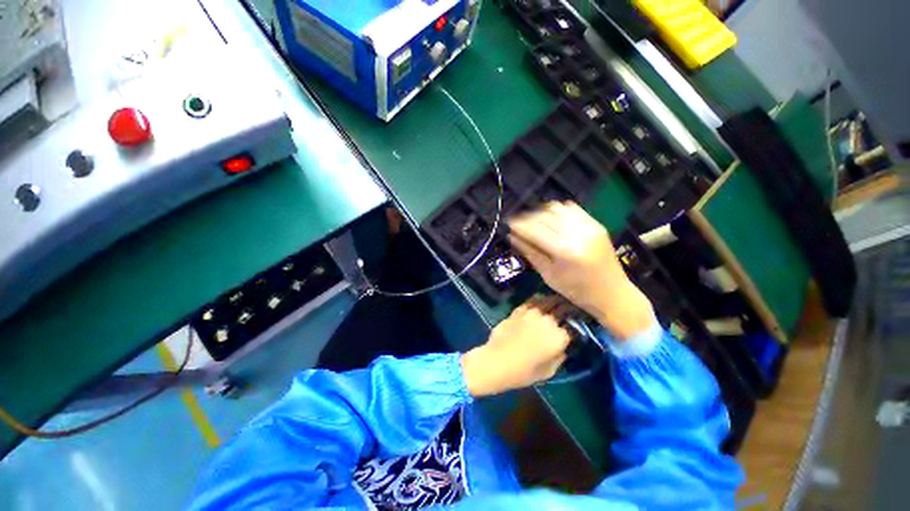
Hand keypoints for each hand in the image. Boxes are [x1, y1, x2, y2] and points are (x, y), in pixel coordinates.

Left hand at [461, 296, 571, 396]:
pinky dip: (541, 300)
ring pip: (551, 300)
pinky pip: (534, 300)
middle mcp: (548, 320)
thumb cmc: (524, 372)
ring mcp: (533, 312)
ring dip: (557, 302)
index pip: (576, 326)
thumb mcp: (549, 370)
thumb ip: (561, 355)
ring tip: (558, 305)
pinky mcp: (520, 309)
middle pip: (565, 308)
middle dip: (571, 309)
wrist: (496, 361)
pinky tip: (541, 304)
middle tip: (572, 312)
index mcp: (559, 337)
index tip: (581, 326)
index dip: (580, 326)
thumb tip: (565, 345)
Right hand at [508, 201, 653, 339]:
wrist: (612, 293)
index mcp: (564, 250)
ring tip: (532, 220)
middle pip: (545, 217)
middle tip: (517, 222)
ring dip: (541, 212)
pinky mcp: (596, 224)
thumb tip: (512, 237)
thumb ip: (530, 252)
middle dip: (527, 217)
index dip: (519, 225)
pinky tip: (550, 216)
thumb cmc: (576, 291)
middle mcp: (577, 233)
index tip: (508, 223)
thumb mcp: (548, 275)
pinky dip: (557, 210)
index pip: (535, 230)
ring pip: (557, 209)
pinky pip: (572, 209)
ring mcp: (589, 226)